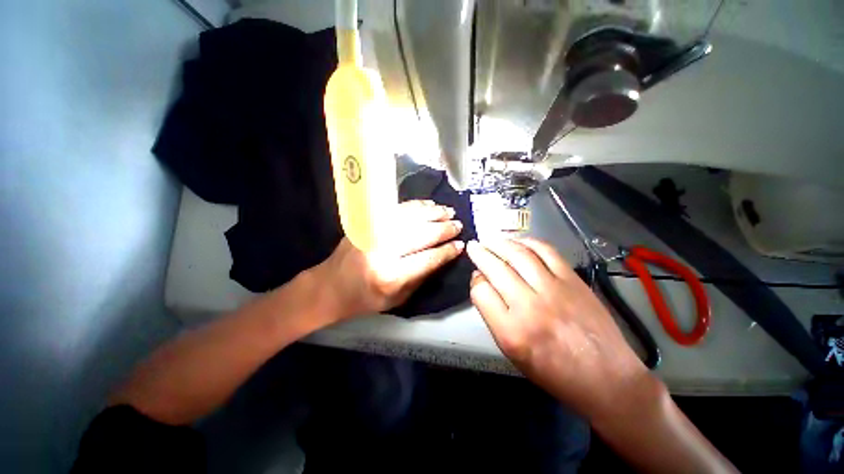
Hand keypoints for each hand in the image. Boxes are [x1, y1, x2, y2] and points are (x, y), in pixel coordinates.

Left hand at [314, 200, 464, 319]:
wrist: (331, 286)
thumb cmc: (365, 299)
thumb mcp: (398, 299)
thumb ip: (422, 277)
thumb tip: (443, 256)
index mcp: (391, 276)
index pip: (428, 259)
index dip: (447, 251)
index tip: (461, 245)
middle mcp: (382, 251)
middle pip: (421, 234)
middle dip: (444, 229)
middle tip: (458, 225)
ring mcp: (373, 233)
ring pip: (411, 217)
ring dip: (433, 213)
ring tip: (448, 211)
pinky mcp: (367, 223)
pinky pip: (396, 210)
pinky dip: (416, 206)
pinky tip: (428, 205)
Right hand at [466, 237, 653, 419]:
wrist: (606, 377)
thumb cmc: (553, 371)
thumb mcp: (512, 352)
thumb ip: (493, 316)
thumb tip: (483, 284)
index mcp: (511, 331)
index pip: (480, 291)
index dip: (475, 281)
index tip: (477, 277)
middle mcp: (529, 306)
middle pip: (495, 268)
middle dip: (480, 253)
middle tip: (474, 246)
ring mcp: (553, 290)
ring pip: (518, 254)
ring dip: (500, 243)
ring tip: (491, 240)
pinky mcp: (572, 280)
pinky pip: (546, 251)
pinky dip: (528, 242)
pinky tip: (519, 242)